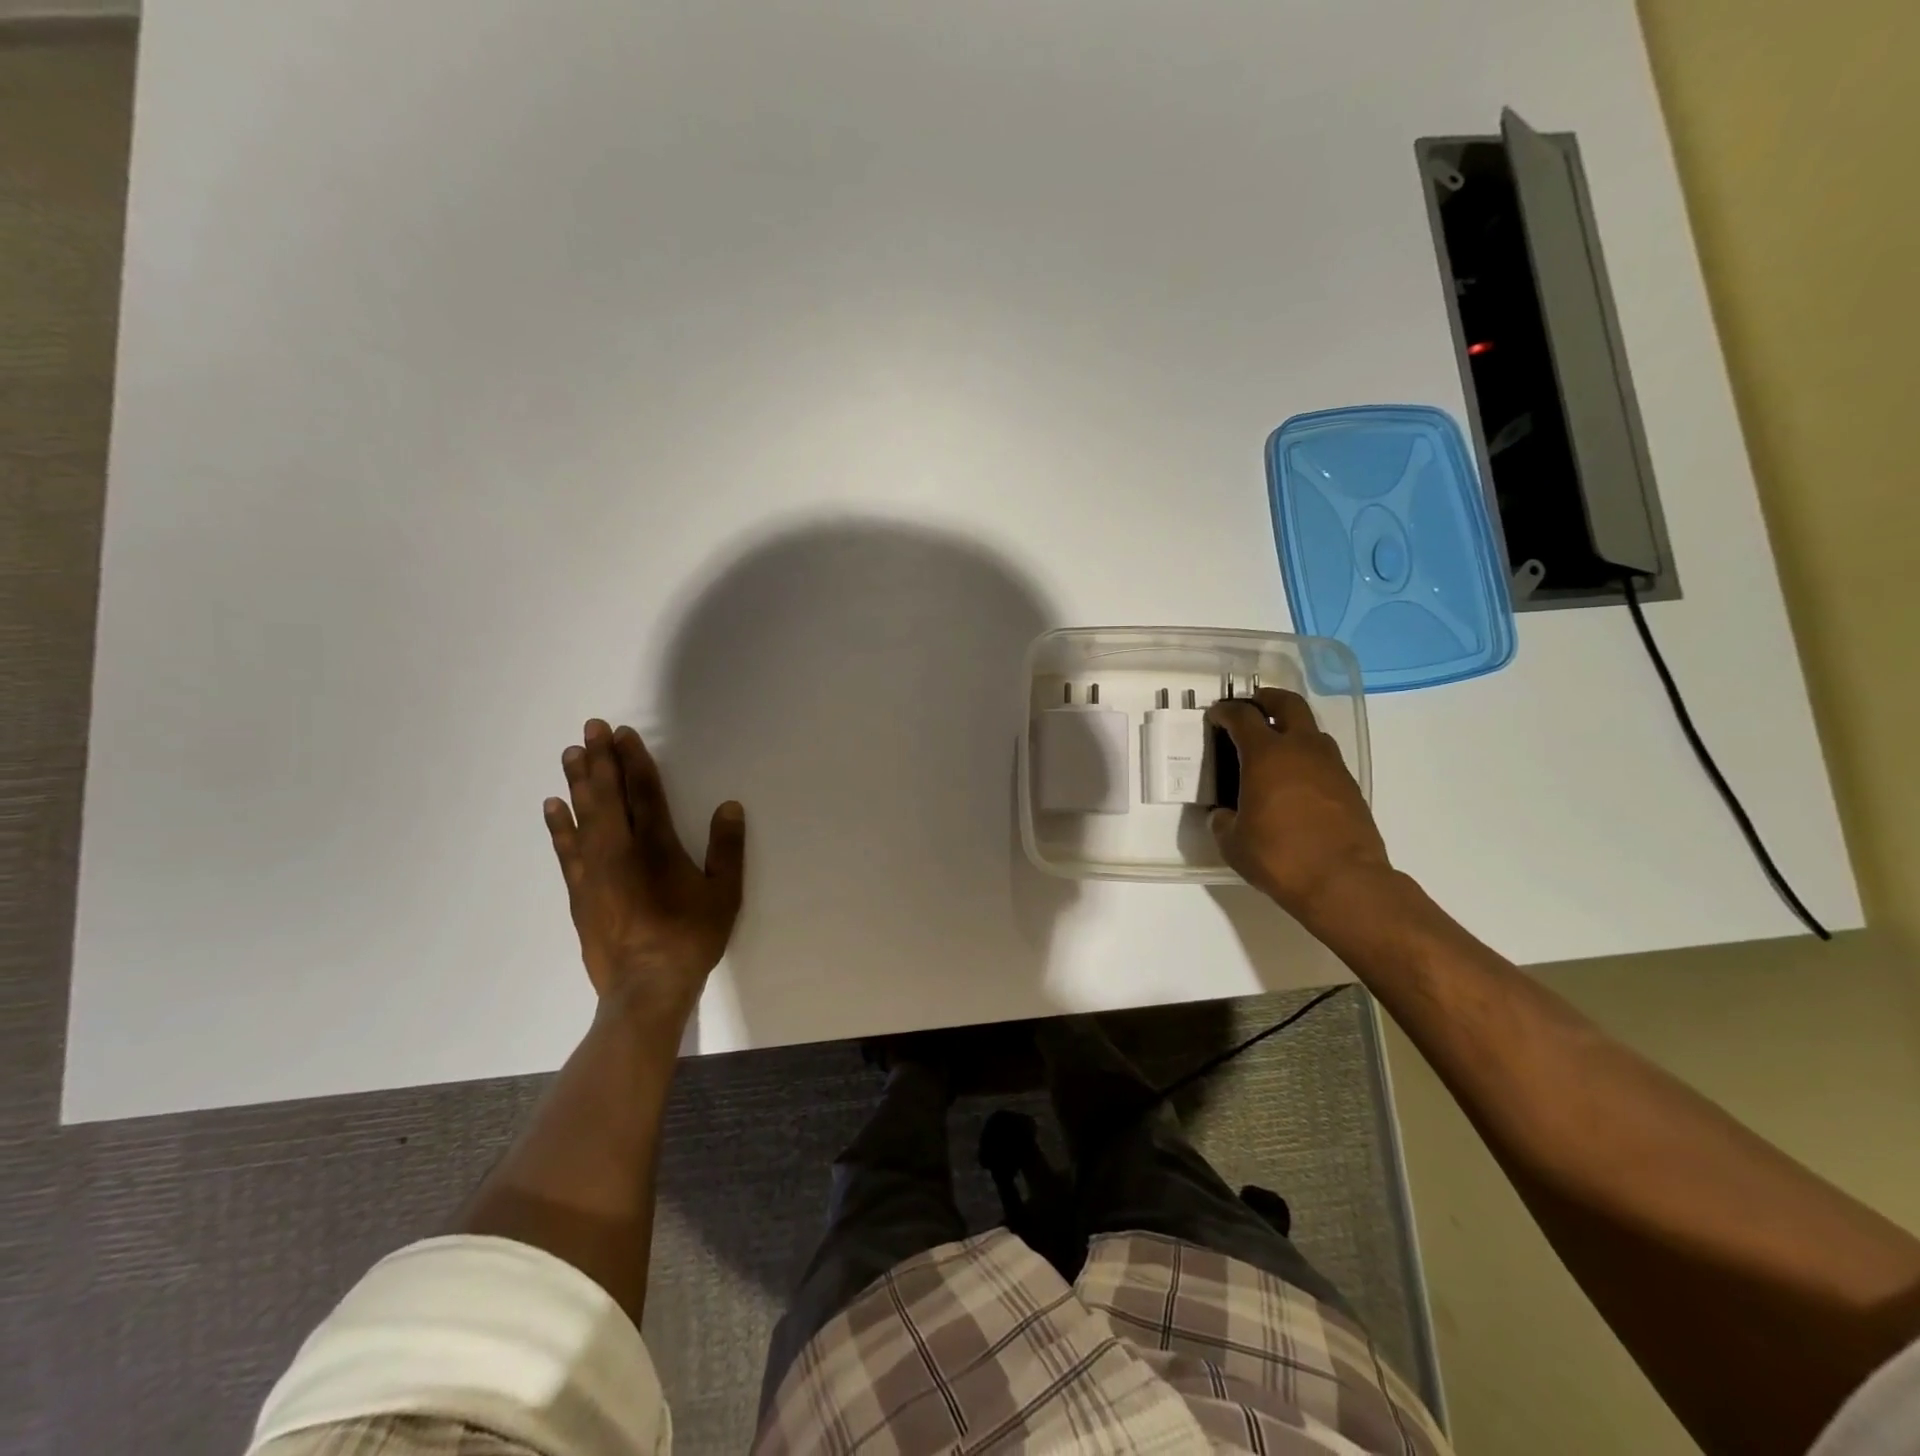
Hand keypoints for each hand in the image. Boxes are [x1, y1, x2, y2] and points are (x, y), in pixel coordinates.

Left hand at [543, 718, 745, 1023]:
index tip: (622, 734)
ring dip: (577, 782)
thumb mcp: (724, 894)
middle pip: (607, 795)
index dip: (634, 760)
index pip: (644, 792)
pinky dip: (558, 825)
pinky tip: (552, 806)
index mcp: (657, 846)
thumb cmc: (690, 937)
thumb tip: (729, 807)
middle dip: (601, 759)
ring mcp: (594, 870)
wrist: (645, 987)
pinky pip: (565, 849)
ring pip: (583, 816)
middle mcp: (620, 850)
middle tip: (590, 728)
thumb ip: (727, 849)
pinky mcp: (579, 892)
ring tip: (571, 754)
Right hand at [1207, 687, 1390, 920]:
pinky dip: (1307, 757)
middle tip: (1252, 707)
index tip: (1215, 716)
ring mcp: (1331, 765)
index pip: (1242, 716)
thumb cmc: (1280, 856)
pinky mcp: (1349, 786)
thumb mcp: (1233, 842)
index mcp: (1266, 755)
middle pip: (1287, 703)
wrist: (1344, 882)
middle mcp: (1301, 749)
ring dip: (1291, 728)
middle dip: (1267, 699)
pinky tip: (1295, 781)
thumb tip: (1223, 815)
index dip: (1225, 711)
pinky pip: (1324, 757)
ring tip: (1274, 747)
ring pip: (1311, 729)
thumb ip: (1223, 821)